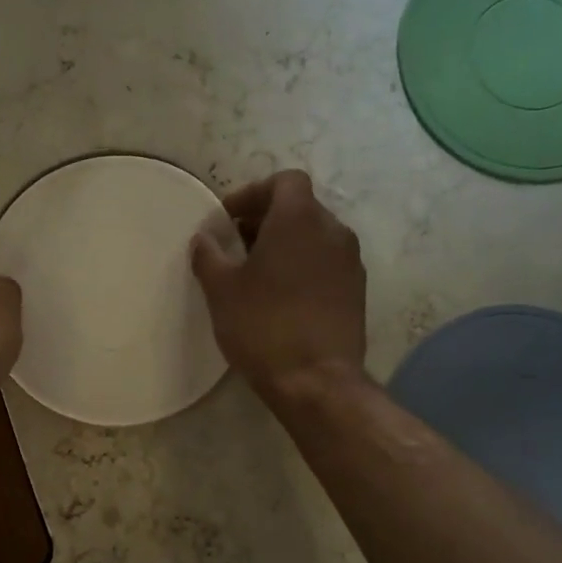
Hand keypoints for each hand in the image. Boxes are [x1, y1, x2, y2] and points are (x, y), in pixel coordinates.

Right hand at [190, 170, 366, 397]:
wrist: (317, 381)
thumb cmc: (263, 326)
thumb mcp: (221, 290)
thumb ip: (209, 255)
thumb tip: (204, 238)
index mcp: (299, 219)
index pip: (284, 181)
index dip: (253, 193)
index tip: (228, 219)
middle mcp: (332, 230)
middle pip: (299, 207)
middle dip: (266, 219)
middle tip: (236, 246)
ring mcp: (350, 261)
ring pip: (314, 235)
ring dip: (285, 243)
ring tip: (256, 273)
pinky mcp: (357, 290)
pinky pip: (326, 261)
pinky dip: (303, 265)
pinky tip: (281, 296)